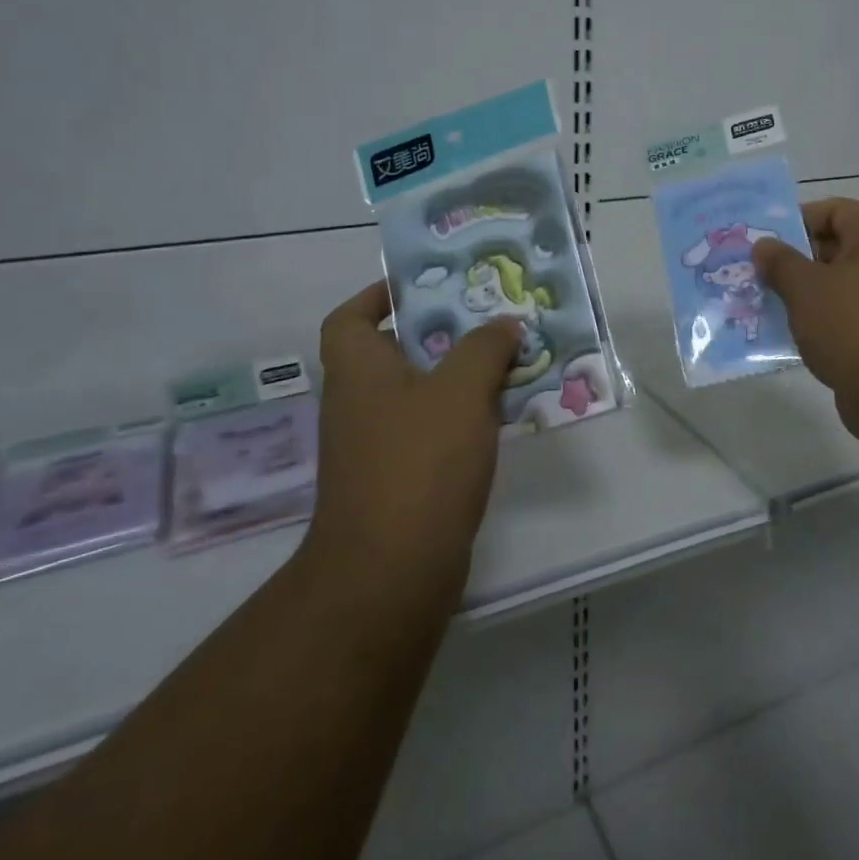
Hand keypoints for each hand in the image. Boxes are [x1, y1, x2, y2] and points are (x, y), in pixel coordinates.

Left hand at [300, 282, 520, 608]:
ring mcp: (376, 446)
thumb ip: (485, 348)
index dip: (380, 296)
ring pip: (420, 394)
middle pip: (395, 353)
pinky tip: (501, 416)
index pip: (351, 318)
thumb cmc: (420, 463)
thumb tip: (503, 325)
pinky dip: (461, 418)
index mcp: (358, 371)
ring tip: (508, 361)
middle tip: (489, 320)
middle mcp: (358, 404)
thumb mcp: (461, 390)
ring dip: (459, 377)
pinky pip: (431, 431)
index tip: (425, 288)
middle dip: (442, 334)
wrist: (392, 571)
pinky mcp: (399, 481)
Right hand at [753, 198, 858, 445]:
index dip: (794, 222)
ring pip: (837, 285)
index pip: (832, 210)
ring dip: (802, 295)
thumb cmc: (855, 326)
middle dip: (792, 261)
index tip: (761, 243)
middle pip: (833, 247)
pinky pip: (845, 316)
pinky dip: (820, 321)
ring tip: (763, 304)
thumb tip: (764, 245)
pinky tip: (788, 335)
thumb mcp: (806, 288)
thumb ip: (780, 262)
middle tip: (754, 275)